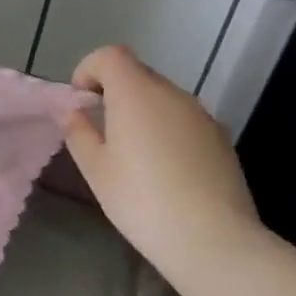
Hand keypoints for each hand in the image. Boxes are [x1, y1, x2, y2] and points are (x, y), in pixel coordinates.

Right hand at [62, 45, 263, 270]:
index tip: (82, 102)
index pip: (110, 55)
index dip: (90, 70)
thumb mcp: (96, 169)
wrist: (213, 239)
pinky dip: (167, 130)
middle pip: (137, 74)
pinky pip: (184, 120)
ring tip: (134, 156)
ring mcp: (201, 115)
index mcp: (136, 93)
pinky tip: (166, 171)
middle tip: (103, 132)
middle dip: (115, 92)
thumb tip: (74, 113)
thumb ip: (79, 133)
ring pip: (163, 98)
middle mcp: (171, 94)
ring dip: (143, 112)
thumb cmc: (141, 200)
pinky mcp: (221, 138)